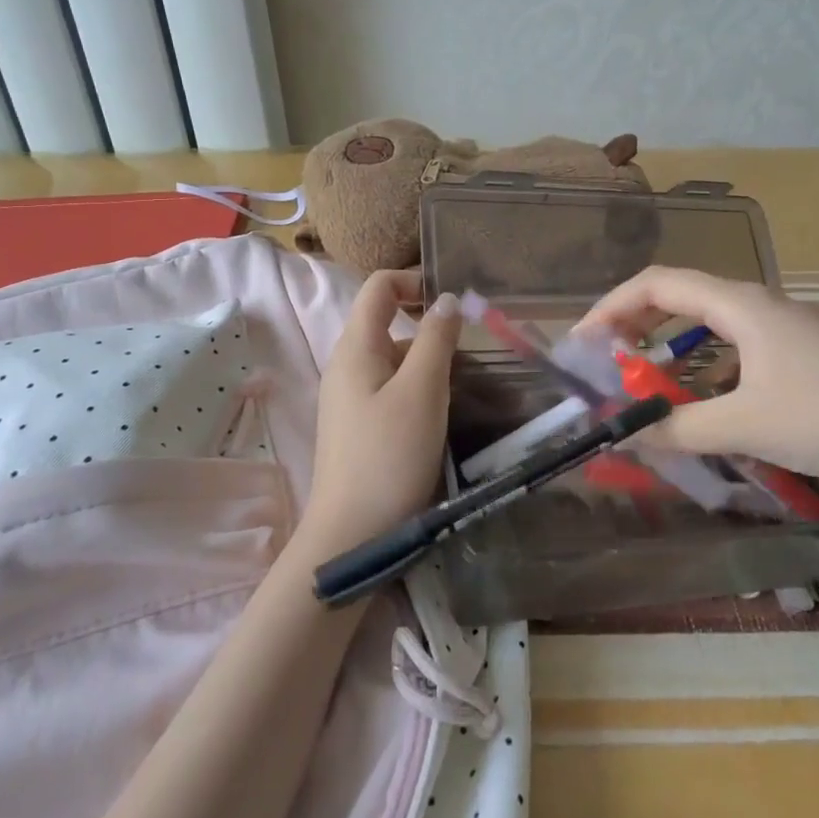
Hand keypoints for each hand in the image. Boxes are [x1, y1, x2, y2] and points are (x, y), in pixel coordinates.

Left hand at [298, 272, 460, 557]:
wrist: (351, 537)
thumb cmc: (389, 456)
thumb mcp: (422, 391)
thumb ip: (435, 339)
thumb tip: (446, 299)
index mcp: (355, 348)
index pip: (379, 287)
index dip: (414, 280)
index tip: (453, 301)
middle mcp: (346, 365)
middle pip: (388, 323)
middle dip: (430, 329)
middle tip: (471, 354)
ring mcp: (349, 398)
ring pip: (393, 360)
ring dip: (428, 363)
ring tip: (466, 388)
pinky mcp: (358, 426)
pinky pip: (390, 389)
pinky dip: (418, 389)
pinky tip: (441, 415)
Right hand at [581, 266, 818, 504]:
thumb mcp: (745, 425)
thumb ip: (680, 428)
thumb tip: (627, 433)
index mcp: (740, 305)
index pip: (658, 283)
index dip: (612, 306)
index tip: (583, 341)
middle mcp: (757, 305)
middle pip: (680, 296)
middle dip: (635, 323)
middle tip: (606, 358)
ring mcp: (782, 328)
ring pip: (708, 323)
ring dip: (669, 344)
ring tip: (645, 378)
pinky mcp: (798, 354)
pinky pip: (733, 346)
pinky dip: (702, 364)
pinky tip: (701, 400)